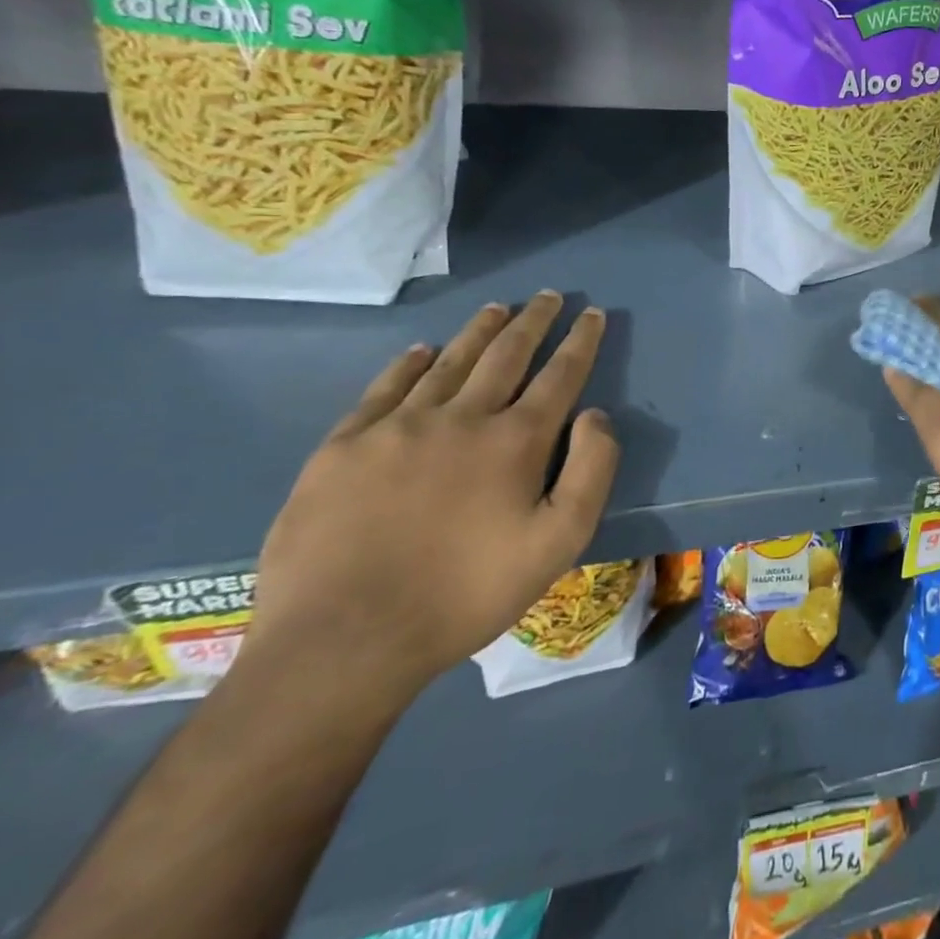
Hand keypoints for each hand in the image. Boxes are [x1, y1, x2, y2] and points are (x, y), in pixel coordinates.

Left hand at [245, 292, 619, 706]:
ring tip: (497, 308)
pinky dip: (410, 364)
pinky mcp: (343, 448)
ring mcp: (397, 428)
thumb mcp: (560, 542)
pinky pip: (385, 389)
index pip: (560, 375)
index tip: (592, 314)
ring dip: (479, 331)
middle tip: (549, 296)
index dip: (580, 342)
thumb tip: (596, 414)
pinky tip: (423, 350)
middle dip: (534, 321)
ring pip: (450, 362)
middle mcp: (461, 417)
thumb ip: (592, 470)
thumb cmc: (467, 593)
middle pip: (506, 354)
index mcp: (516, 440)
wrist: (343, 642)